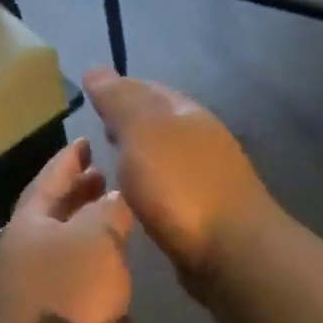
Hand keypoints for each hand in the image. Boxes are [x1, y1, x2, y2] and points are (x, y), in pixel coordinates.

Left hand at [0, 138, 132, 322]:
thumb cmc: (64, 300)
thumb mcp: (94, 242)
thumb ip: (107, 213)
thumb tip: (112, 197)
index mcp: (32, 223)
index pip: (51, 177)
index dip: (70, 158)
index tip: (87, 139)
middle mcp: (25, 252)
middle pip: (54, 213)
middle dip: (78, 193)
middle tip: (105, 177)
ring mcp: (30, 291)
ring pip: (64, 250)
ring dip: (87, 233)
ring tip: (117, 222)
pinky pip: (71, 286)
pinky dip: (92, 274)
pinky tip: (115, 281)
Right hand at [83, 69, 269, 289]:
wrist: (232, 252)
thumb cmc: (181, 187)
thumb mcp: (142, 134)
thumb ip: (119, 102)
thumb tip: (95, 70)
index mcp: (186, 113)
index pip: (146, 88)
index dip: (118, 88)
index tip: (89, 96)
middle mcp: (199, 138)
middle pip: (158, 119)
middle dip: (127, 119)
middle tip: (96, 128)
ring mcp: (206, 175)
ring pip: (163, 152)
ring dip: (137, 152)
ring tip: (108, 161)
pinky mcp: (203, 210)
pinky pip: (167, 184)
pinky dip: (147, 181)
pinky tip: (133, 194)